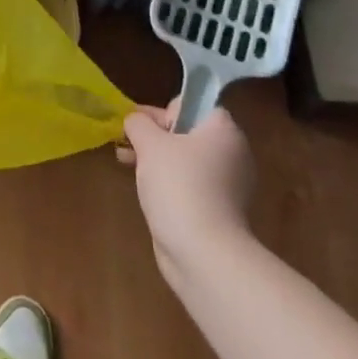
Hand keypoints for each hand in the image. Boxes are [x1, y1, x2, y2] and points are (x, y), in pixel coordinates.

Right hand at [119, 100, 255, 288]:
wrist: (203, 253)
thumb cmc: (179, 185)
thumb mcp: (150, 144)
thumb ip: (139, 123)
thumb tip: (136, 121)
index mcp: (223, 130)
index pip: (193, 105)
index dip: (165, 110)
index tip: (143, 125)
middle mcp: (232, 154)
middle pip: (187, 132)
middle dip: (154, 135)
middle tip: (128, 142)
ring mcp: (228, 185)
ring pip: (186, 160)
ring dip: (156, 158)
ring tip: (126, 162)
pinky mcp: (219, 211)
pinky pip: (189, 184)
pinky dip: (168, 182)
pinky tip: (144, 187)